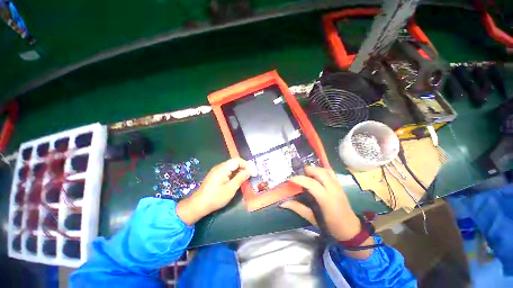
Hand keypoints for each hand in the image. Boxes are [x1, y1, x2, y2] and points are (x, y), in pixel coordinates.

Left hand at [176, 158, 250, 224]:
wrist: (198, 204)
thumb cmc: (216, 197)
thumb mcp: (231, 189)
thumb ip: (240, 178)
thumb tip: (249, 170)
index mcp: (223, 168)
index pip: (237, 160)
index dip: (246, 164)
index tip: (252, 172)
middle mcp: (220, 166)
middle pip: (234, 162)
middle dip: (243, 167)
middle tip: (250, 176)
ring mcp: (217, 170)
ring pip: (231, 167)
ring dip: (239, 171)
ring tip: (245, 179)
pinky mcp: (216, 175)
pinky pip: (227, 171)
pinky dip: (233, 174)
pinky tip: (236, 180)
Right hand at [280, 166, 361, 241]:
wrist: (351, 230)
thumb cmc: (331, 226)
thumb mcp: (312, 219)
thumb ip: (298, 208)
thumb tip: (283, 203)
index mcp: (326, 199)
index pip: (311, 183)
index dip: (299, 179)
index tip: (290, 179)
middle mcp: (333, 190)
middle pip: (320, 173)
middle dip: (308, 170)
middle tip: (299, 174)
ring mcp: (338, 187)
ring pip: (326, 171)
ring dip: (315, 169)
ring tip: (307, 173)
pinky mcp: (340, 186)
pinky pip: (331, 173)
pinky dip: (322, 171)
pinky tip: (316, 175)